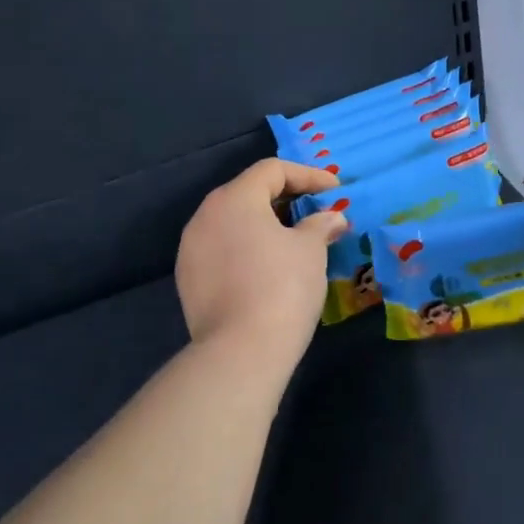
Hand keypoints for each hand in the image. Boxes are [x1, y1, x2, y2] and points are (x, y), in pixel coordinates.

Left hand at [175, 158, 349, 372]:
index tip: (335, 190)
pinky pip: (222, 249)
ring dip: (265, 224)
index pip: (272, 170)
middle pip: (248, 192)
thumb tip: (331, 217)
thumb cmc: (282, 287)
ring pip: (233, 222)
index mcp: (234, 198)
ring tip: (295, 239)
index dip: (308, 175)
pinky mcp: (188, 279)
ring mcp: (191, 248)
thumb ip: (320, 225)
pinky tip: (268, 267)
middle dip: (286, 198)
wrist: (240, 353)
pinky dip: (247, 248)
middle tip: (316, 211)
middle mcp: (205, 215)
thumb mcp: (310, 250)